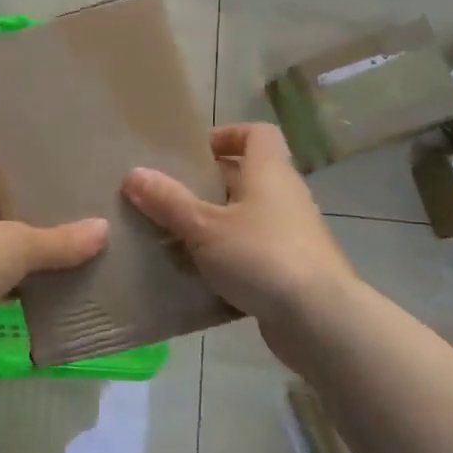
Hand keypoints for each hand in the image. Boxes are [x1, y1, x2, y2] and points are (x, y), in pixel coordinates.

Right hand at [123, 122, 354, 330]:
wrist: (319, 319)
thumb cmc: (261, 256)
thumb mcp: (204, 227)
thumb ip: (168, 201)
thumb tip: (133, 173)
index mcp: (269, 172)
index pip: (256, 133)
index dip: (226, 136)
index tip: (193, 154)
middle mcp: (285, 196)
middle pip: (247, 176)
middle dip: (208, 185)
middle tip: (170, 197)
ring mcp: (292, 234)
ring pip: (248, 217)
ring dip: (216, 224)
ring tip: (177, 237)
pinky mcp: (291, 268)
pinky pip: (253, 251)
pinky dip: (229, 257)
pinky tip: (200, 276)